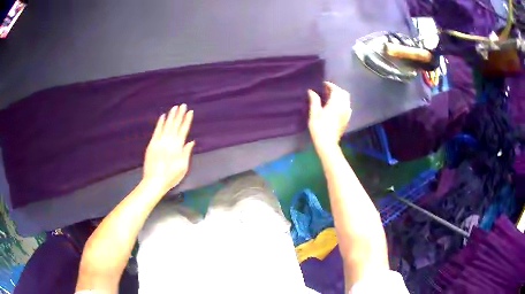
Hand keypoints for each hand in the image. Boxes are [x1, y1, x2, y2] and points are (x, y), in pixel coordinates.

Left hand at [143, 104, 194, 193]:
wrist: (154, 181)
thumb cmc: (171, 176)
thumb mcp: (183, 167)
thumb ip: (186, 152)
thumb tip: (191, 141)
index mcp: (178, 147)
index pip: (183, 130)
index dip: (187, 120)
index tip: (190, 112)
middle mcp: (169, 141)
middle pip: (175, 125)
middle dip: (179, 115)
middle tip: (183, 105)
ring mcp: (159, 141)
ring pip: (166, 126)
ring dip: (171, 116)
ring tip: (175, 107)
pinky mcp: (152, 144)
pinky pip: (156, 131)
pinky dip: (160, 123)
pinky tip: (163, 116)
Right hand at [308, 82, 351, 150]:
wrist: (327, 143)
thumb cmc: (319, 128)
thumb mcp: (314, 114)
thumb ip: (314, 101)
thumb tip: (312, 91)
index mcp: (335, 103)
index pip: (336, 90)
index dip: (330, 85)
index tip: (324, 84)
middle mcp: (343, 106)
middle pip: (343, 93)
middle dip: (336, 89)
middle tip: (327, 90)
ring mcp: (347, 113)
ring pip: (347, 99)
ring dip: (340, 96)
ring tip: (331, 97)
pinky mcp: (347, 119)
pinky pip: (347, 106)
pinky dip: (343, 103)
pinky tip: (336, 106)